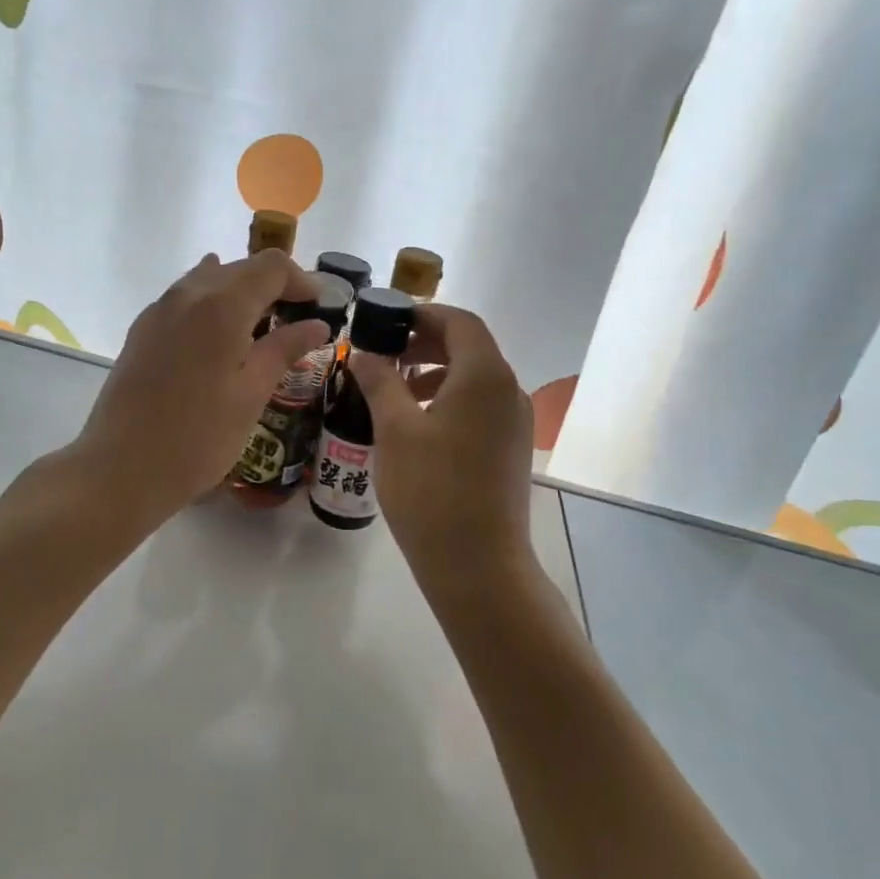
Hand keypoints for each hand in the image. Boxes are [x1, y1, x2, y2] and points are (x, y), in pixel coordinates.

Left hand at [71, 251, 327, 529]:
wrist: (121, 469)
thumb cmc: (198, 438)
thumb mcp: (252, 395)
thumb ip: (284, 350)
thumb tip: (317, 324)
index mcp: (222, 305)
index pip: (271, 266)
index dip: (301, 280)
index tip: (320, 308)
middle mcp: (187, 294)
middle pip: (240, 268)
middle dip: (274, 286)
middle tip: (296, 322)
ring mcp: (159, 310)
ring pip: (209, 280)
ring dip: (241, 294)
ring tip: (259, 330)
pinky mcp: (141, 331)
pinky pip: (185, 300)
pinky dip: (212, 306)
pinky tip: (219, 338)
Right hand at [351, 306, 534, 587]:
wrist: (478, 564)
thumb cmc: (432, 490)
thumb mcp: (395, 430)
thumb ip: (380, 381)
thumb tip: (365, 352)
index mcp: (485, 375)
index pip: (459, 321)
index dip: (422, 313)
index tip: (386, 321)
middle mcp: (508, 390)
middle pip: (469, 347)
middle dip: (425, 342)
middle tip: (383, 353)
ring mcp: (514, 422)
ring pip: (473, 378)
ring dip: (434, 372)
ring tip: (393, 389)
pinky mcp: (510, 448)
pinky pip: (479, 406)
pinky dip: (448, 399)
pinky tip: (416, 424)